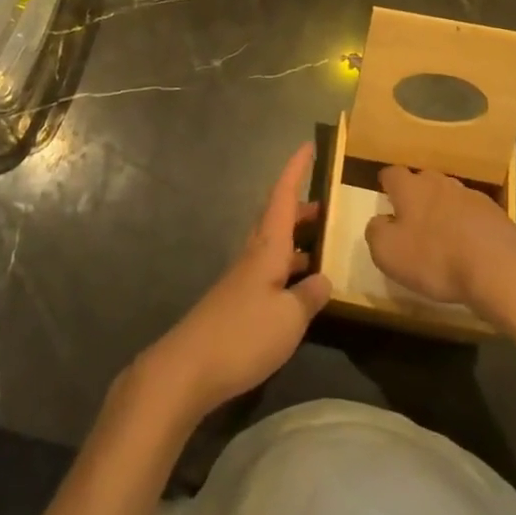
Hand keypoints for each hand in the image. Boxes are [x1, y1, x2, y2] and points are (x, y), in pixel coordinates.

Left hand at [138, 144, 329, 424]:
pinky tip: (300, 289)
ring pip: (273, 245)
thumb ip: (309, 296)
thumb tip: (323, 279)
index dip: (296, 170)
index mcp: (267, 248)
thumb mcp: (289, 318)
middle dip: (301, 209)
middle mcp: (253, 255)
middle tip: (328, 207)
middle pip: (277, 219)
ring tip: (322, 246)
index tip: (308, 146)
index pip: (283, 196)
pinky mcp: (236, 303)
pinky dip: (287, 268)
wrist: (187, 368)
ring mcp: (242, 279)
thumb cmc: (243, 335)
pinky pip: (268, 271)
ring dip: (296, 240)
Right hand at [365, 165, 515, 322]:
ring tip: (442, 236)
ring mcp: (471, 196)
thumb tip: (379, 222)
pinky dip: (467, 227)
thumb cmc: (435, 258)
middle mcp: (440, 182)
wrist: (499, 268)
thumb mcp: (388, 253)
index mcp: (410, 187)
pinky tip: (469, 248)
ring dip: (444, 211)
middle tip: (412, 220)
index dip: (386, 185)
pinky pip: (473, 215)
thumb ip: (376, 232)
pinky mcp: (496, 215)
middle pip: (423, 181)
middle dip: (416, 196)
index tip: (385, 198)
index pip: (392, 173)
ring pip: (450, 196)